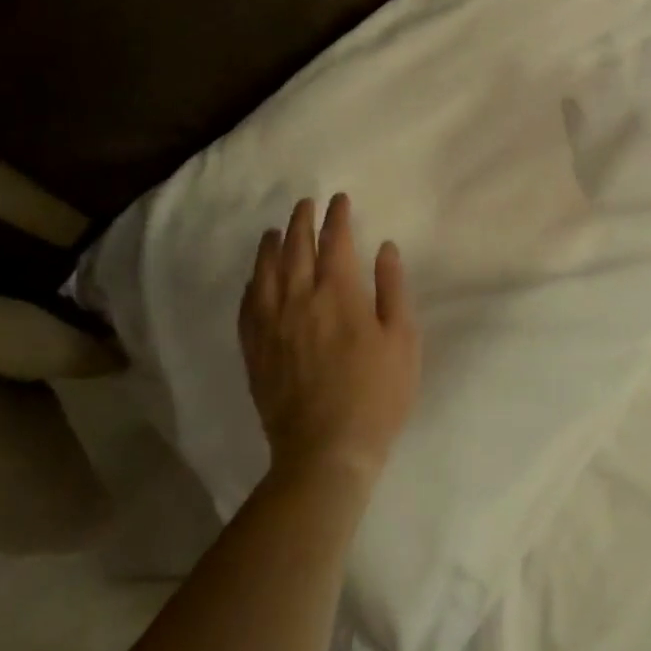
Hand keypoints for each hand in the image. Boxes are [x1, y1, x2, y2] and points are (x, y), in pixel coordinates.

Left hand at [239, 194, 420, 482]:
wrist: (326, 450)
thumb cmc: (377, 394)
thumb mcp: (402, 340)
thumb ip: (392, 289)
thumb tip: (384, 248)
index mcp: (338, 293)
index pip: (335, 241)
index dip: (336, 217)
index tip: (338, 200)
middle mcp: (299, 299)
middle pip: (295, 249)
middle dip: (301, 222)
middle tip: (305, 204)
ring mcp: (271, 325)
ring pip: (266, 273)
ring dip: (270, 246)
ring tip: (273, 231)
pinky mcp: (255, 350)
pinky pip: (248, 306)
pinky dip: (252, 284)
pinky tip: (254, 279)